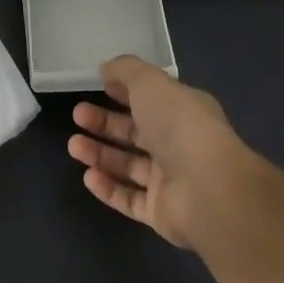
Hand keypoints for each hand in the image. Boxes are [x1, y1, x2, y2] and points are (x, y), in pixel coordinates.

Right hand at [68, 54, 251, 252]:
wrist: (209, 189)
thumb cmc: (179, 125)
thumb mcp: (149, 82)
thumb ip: (125, 70)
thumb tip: (106, 70)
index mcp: (183, 111)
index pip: (150, 99)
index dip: (123, 91)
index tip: (97, 86)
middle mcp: (178, 144)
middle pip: (135, 132)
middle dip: (104, 123)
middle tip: (77, 115)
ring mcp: (171, 181)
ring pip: (129, 166)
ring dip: (99, 154)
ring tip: (74, 146)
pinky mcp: (161, 212)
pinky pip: (129, 199)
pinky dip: (108, 188)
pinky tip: (88, 176)